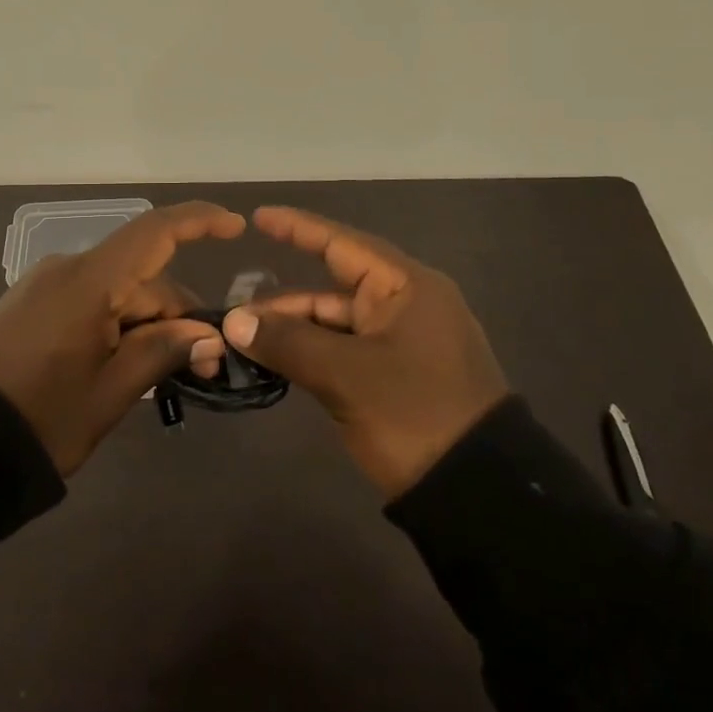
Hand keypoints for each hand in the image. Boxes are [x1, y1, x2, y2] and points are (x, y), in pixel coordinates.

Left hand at [0, 201, 245, 474]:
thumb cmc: (40, 419)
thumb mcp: (109, 393)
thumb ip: (161, 352)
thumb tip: (207, 334)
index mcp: (89, 282)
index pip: (154, 233)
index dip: (199, 222)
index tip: (238, 227)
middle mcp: (68, 269)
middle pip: (141, 276)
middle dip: (177, 314)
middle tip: (204, 368)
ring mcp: (46, 285)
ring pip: (117, 292)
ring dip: (147, 324)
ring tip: (164, 377)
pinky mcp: (32, 304)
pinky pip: (90, 301)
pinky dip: (117, 325)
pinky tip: (125, 366)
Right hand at [220, 207, 508, 498]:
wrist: (478, 493)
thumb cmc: (415, 414)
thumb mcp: (346, 375)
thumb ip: (288, 341)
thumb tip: (234, 321)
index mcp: (406, 288)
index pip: (343, 244)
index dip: (298, 228)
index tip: (258, 218)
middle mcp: (406, 306)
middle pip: (333, 288)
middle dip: (284, 301)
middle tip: (236, 313)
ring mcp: (402, 343)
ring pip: (336, 323)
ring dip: (294, 331)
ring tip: (246, 344)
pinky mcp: (397, 376)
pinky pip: (344, 350)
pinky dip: (311, 354)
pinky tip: (276, 363)